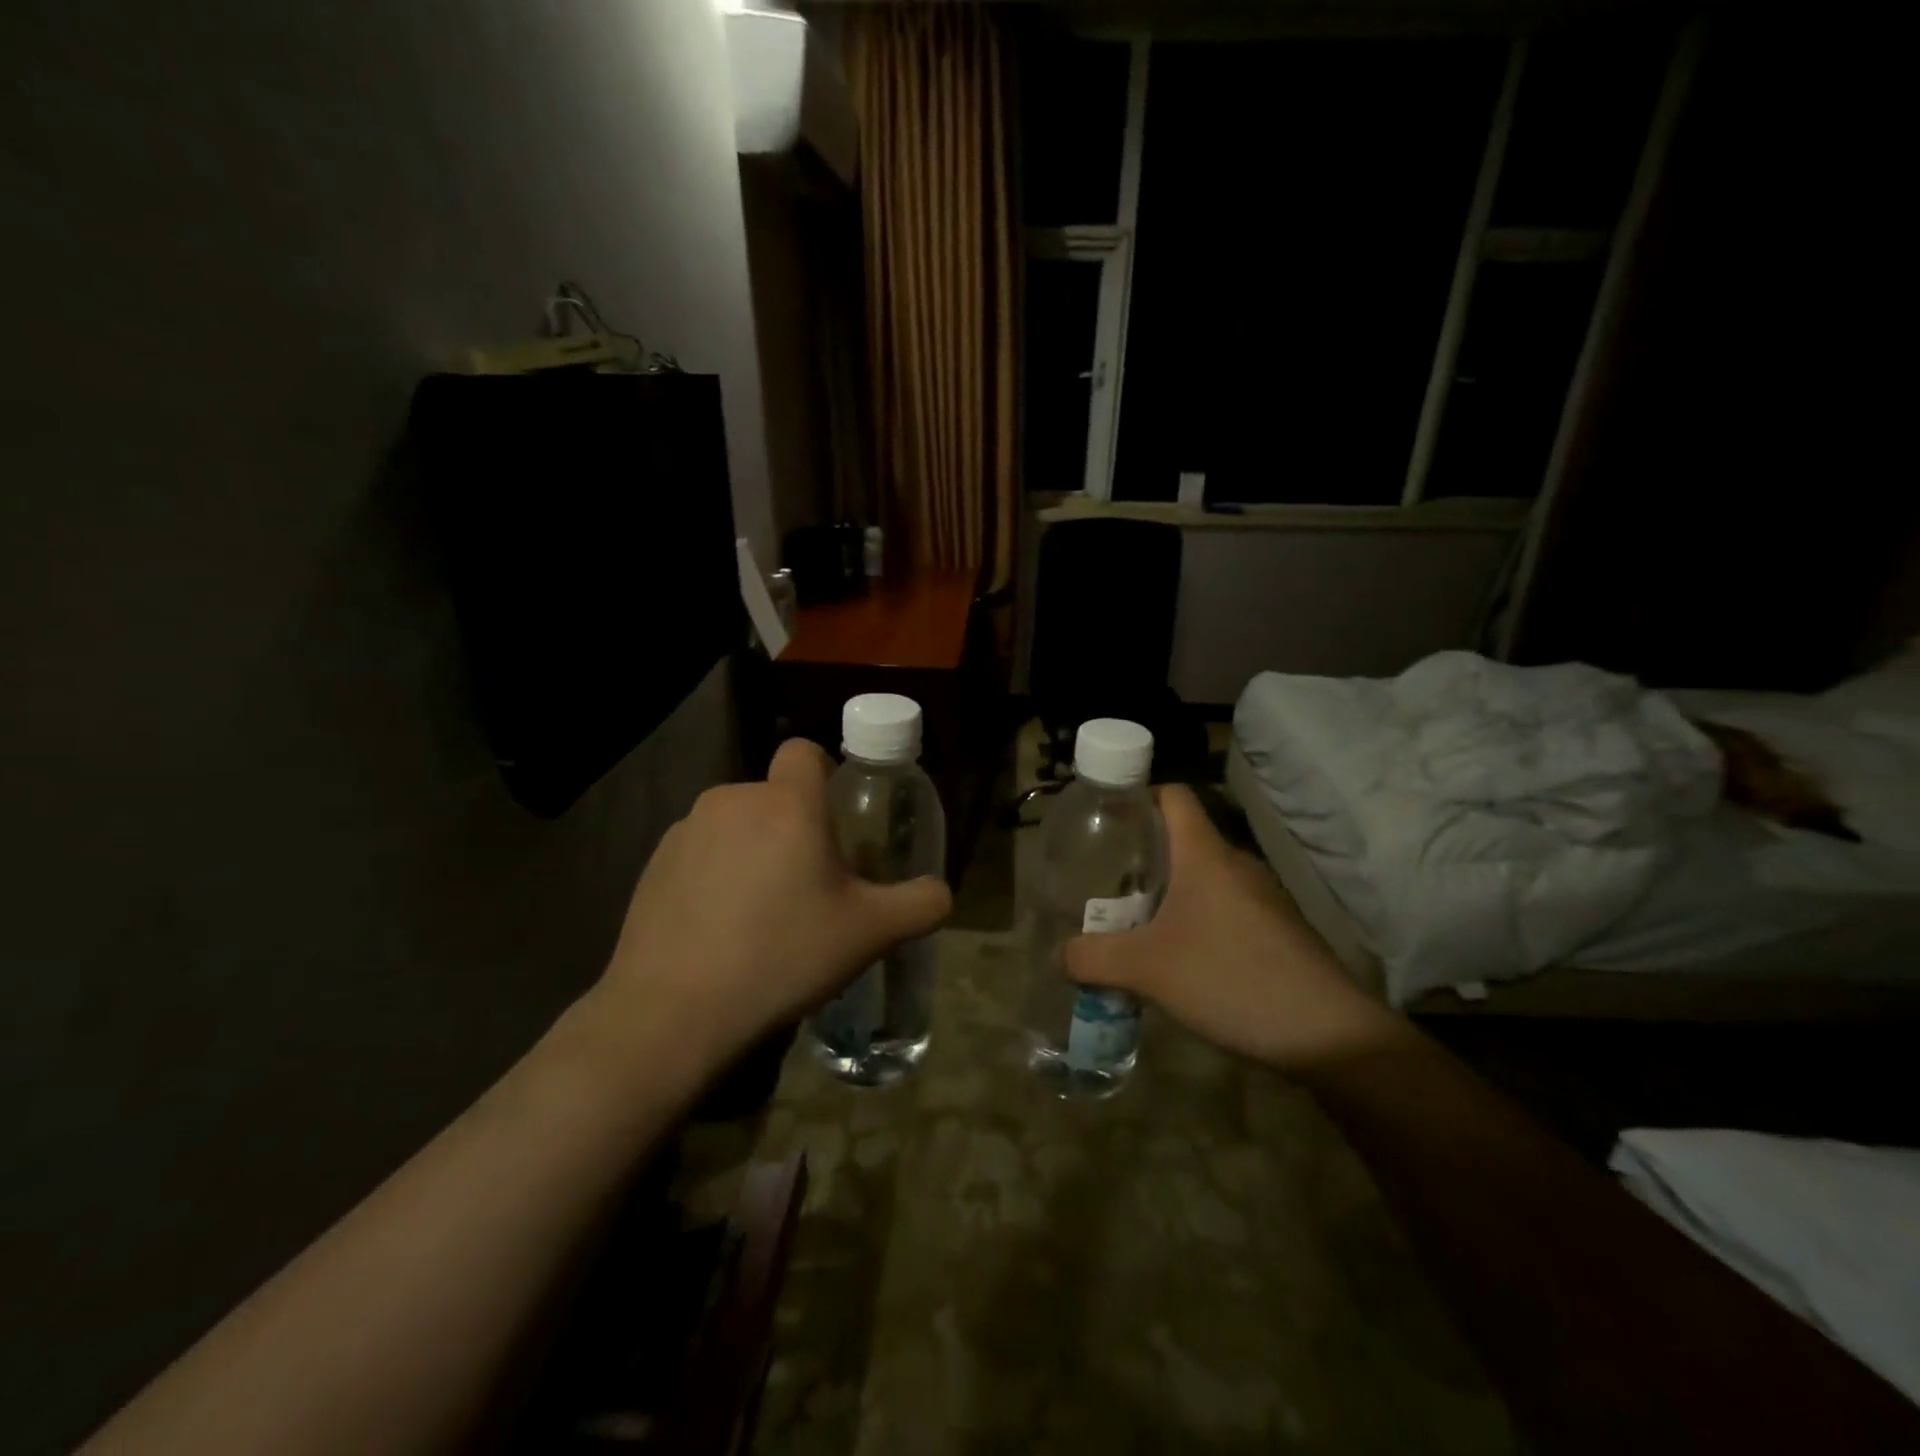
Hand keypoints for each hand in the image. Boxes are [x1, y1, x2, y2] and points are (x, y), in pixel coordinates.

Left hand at [585, 740, 951, 1079]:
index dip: (824, 776)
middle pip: (774, 797)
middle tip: (808, 886)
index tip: (835, 823)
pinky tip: (718, 929)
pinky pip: (700, 853)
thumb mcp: (870, 933)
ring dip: (753, 851)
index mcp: (787, 804)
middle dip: (793, 827)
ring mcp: (686, 831)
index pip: (804, 752)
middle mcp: (732, 800)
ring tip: (760, 915)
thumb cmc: (783, 955)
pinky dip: (714, 875)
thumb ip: (920, 904)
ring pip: (736, 825)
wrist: (674, 1011)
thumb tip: (940, 893)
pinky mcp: (653, 864)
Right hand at [1063, 784, 1400, 1073]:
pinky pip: (1224, 907)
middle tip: (1104, 883)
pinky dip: (1194, 919)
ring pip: (1203, 878)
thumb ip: (1093, 958)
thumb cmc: (1230, 978)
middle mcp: (1236, 864)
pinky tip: (1179, 959)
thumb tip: (1059, 955)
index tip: (1104, 820)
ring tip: (1133, 924)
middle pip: (1182, 839)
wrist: (1328, 1035)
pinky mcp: (1277, 930)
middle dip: (1140, 856)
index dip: (1137, 797)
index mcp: (1205, 855)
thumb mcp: (1147, 970)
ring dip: (1166, 893)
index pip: (1173, 796)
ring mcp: (1262, 898)